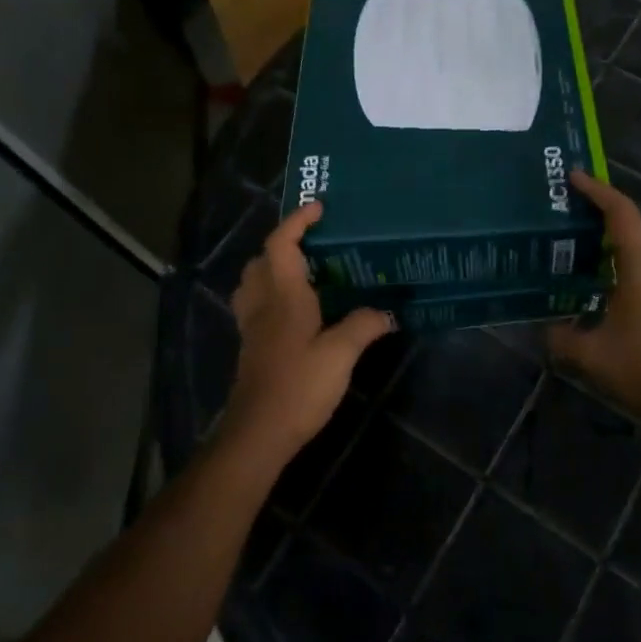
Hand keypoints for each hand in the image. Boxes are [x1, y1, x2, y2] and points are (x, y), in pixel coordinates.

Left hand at [226, 202, 393, 463]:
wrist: (258, 433)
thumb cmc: (299, 386)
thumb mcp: (341, 354)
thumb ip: (364, 326)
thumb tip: (388, 312)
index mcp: (282, 295)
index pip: (281, 244)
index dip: (297, 221)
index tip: (319, 208)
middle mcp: (262, 304)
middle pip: (262, 259)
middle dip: (283, 242)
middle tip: (315, 242)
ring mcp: (253, 327)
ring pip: (254, 282)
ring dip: (273, 267)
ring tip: (305, 271)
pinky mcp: (253, 347)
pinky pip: (257, 305)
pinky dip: (272, 293)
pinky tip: (298, 311)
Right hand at [549, 171, 640, 428]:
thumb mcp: (590, 355)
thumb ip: (560, 337)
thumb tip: (543, 327)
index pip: (620, 212)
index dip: (597, 190)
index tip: (574, 178)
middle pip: (631, 228)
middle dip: (601, 218)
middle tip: (568, 220)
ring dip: (615, 245)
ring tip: (582, 253)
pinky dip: (627, 266)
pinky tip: (606, 287)